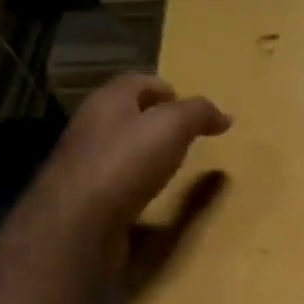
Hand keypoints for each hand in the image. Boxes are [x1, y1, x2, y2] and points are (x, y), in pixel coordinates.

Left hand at [33, 74, 230, 274]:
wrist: (79, 222)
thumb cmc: (126, 163)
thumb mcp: (171, 127)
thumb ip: (198, 114)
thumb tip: (224, 116)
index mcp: (107, 100)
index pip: (137, 82)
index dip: (165, 90)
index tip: (189, 109)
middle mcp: (90, 126)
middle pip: (126, 115)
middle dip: (153, 121)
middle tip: (184, 137)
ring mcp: (84, 164)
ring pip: (119, 148)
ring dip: (142, 154)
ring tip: (171, 167)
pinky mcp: (85, 198)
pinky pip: (116, 182)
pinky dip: (134, 184)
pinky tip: (148, 196)